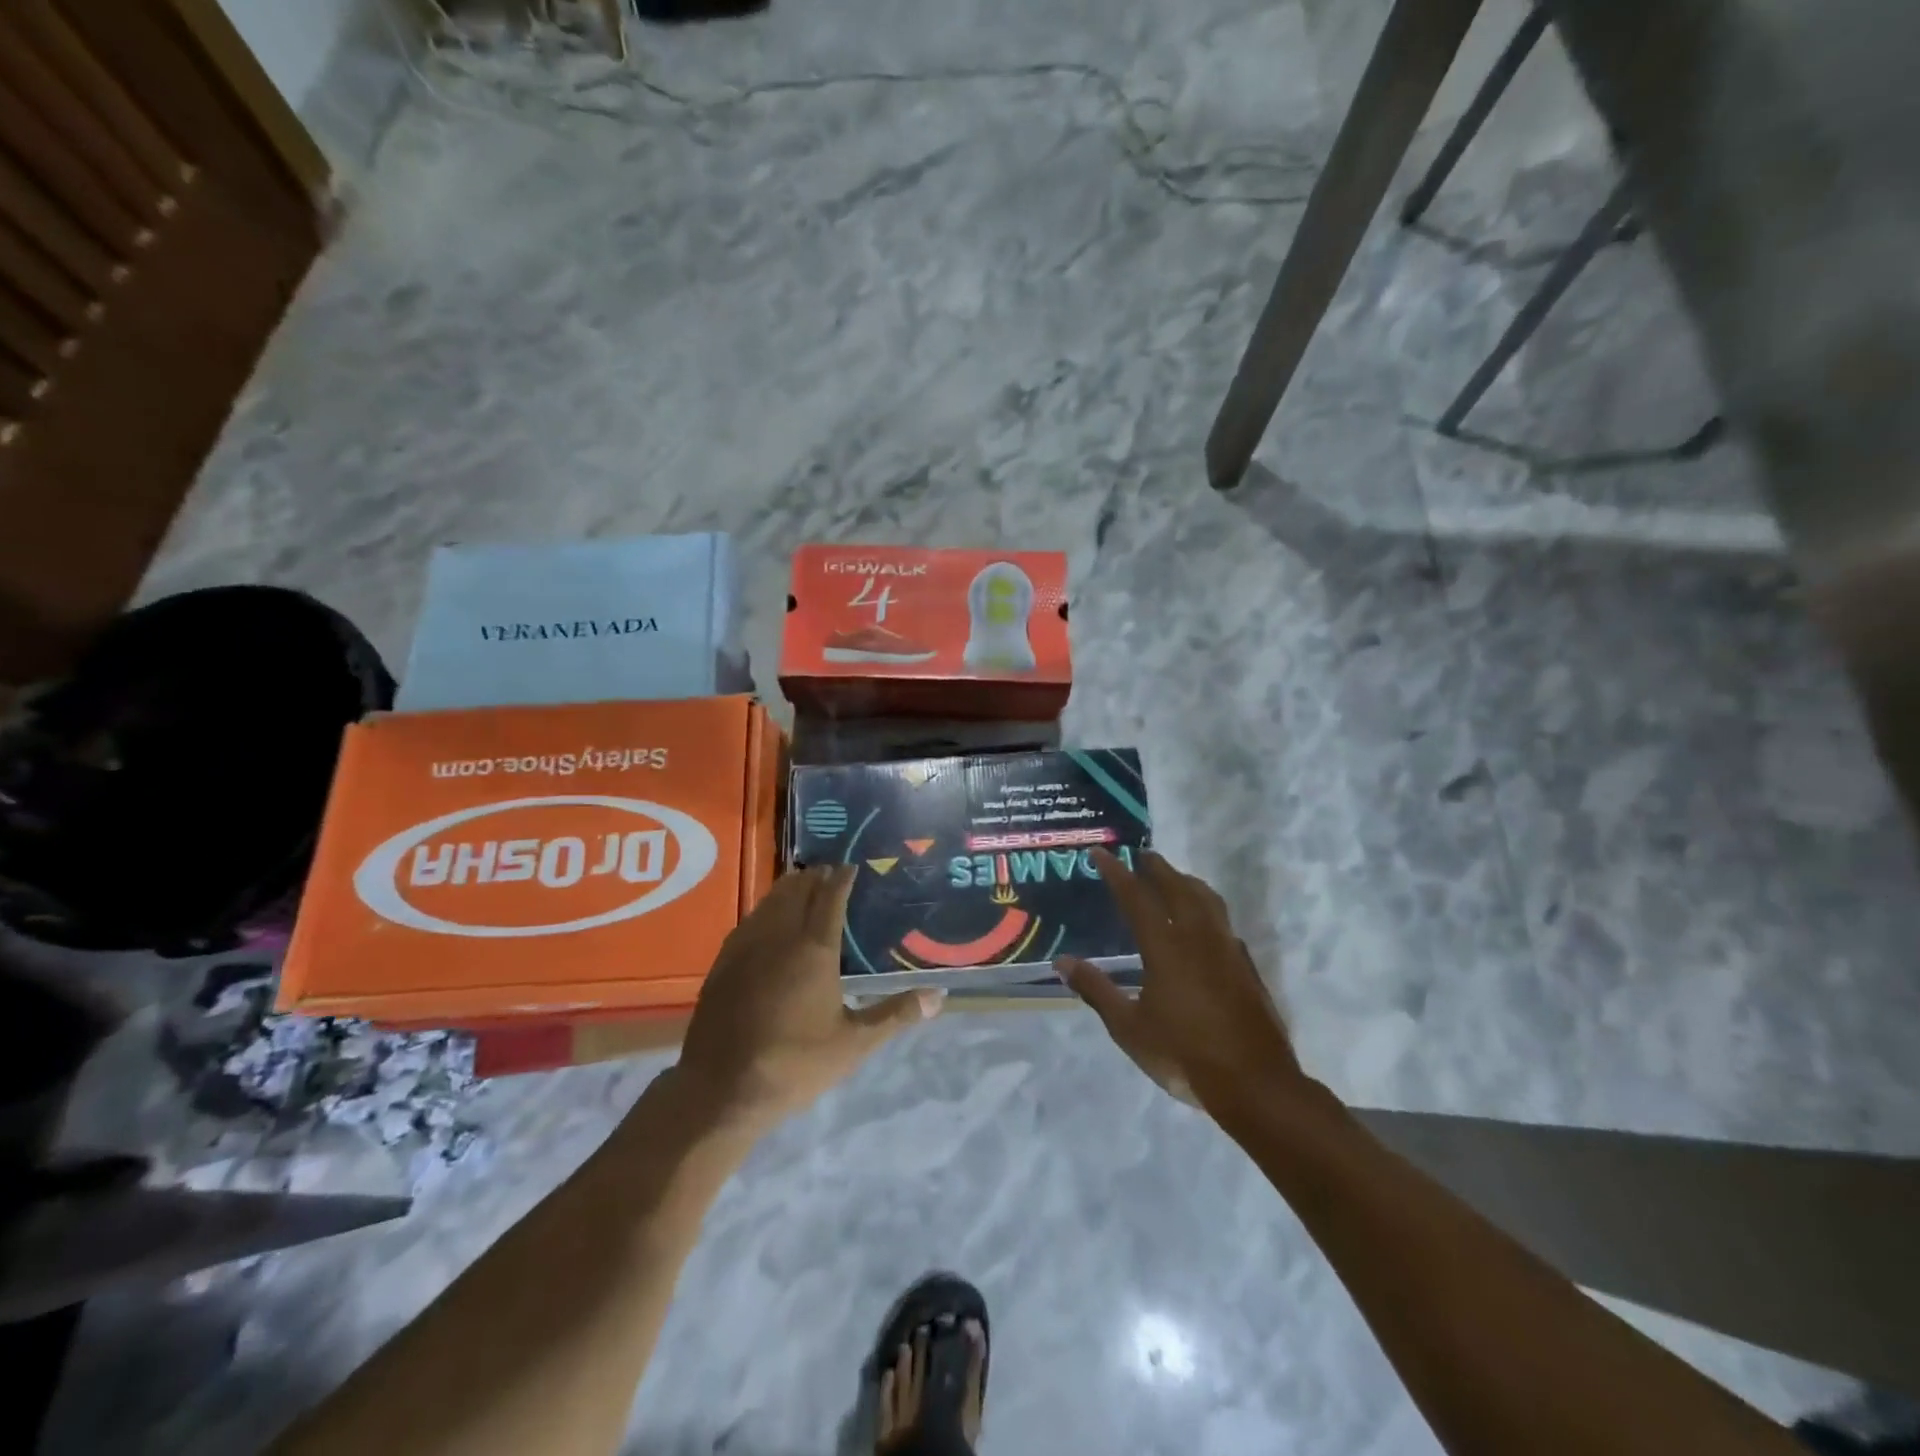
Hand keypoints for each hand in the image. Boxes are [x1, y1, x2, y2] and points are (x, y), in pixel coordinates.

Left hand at [676, 864, 944, 1129]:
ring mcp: (745, 946)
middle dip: (816, 877)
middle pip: (797, 889)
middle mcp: (778, 935)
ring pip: (770, 900)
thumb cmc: (794, 1064)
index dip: (843, 877)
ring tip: (805, 888)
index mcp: (813, 948)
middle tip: (833, 876)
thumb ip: (896, 1015)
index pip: (831, 896)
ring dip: (790, 889)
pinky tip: (771, 923)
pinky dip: (767, 910)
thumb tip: (939, 997)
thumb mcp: (854, 1044)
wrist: (720, 1090)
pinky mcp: (723, 961)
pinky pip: (750, 920)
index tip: (853, 867)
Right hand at [1058, 849, 1316, 1119]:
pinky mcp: (1246, 966)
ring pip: (1208, 900)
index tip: (1101, 853)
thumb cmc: (1183, 1054)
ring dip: (1187, 882)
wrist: (1254, 1083)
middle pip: (1177, 888)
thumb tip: (1063, 962)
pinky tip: (1204, 923)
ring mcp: (1227, 950)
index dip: (1116, 873)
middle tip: (1142, 855)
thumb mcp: (1129, 1028)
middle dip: (1157, 868)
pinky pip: (1223, 922)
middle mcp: (1198, 938)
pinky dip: (1208, 909)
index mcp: (1166, 948)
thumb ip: (1097, 990)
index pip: (1136, 898)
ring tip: (1174, 877)